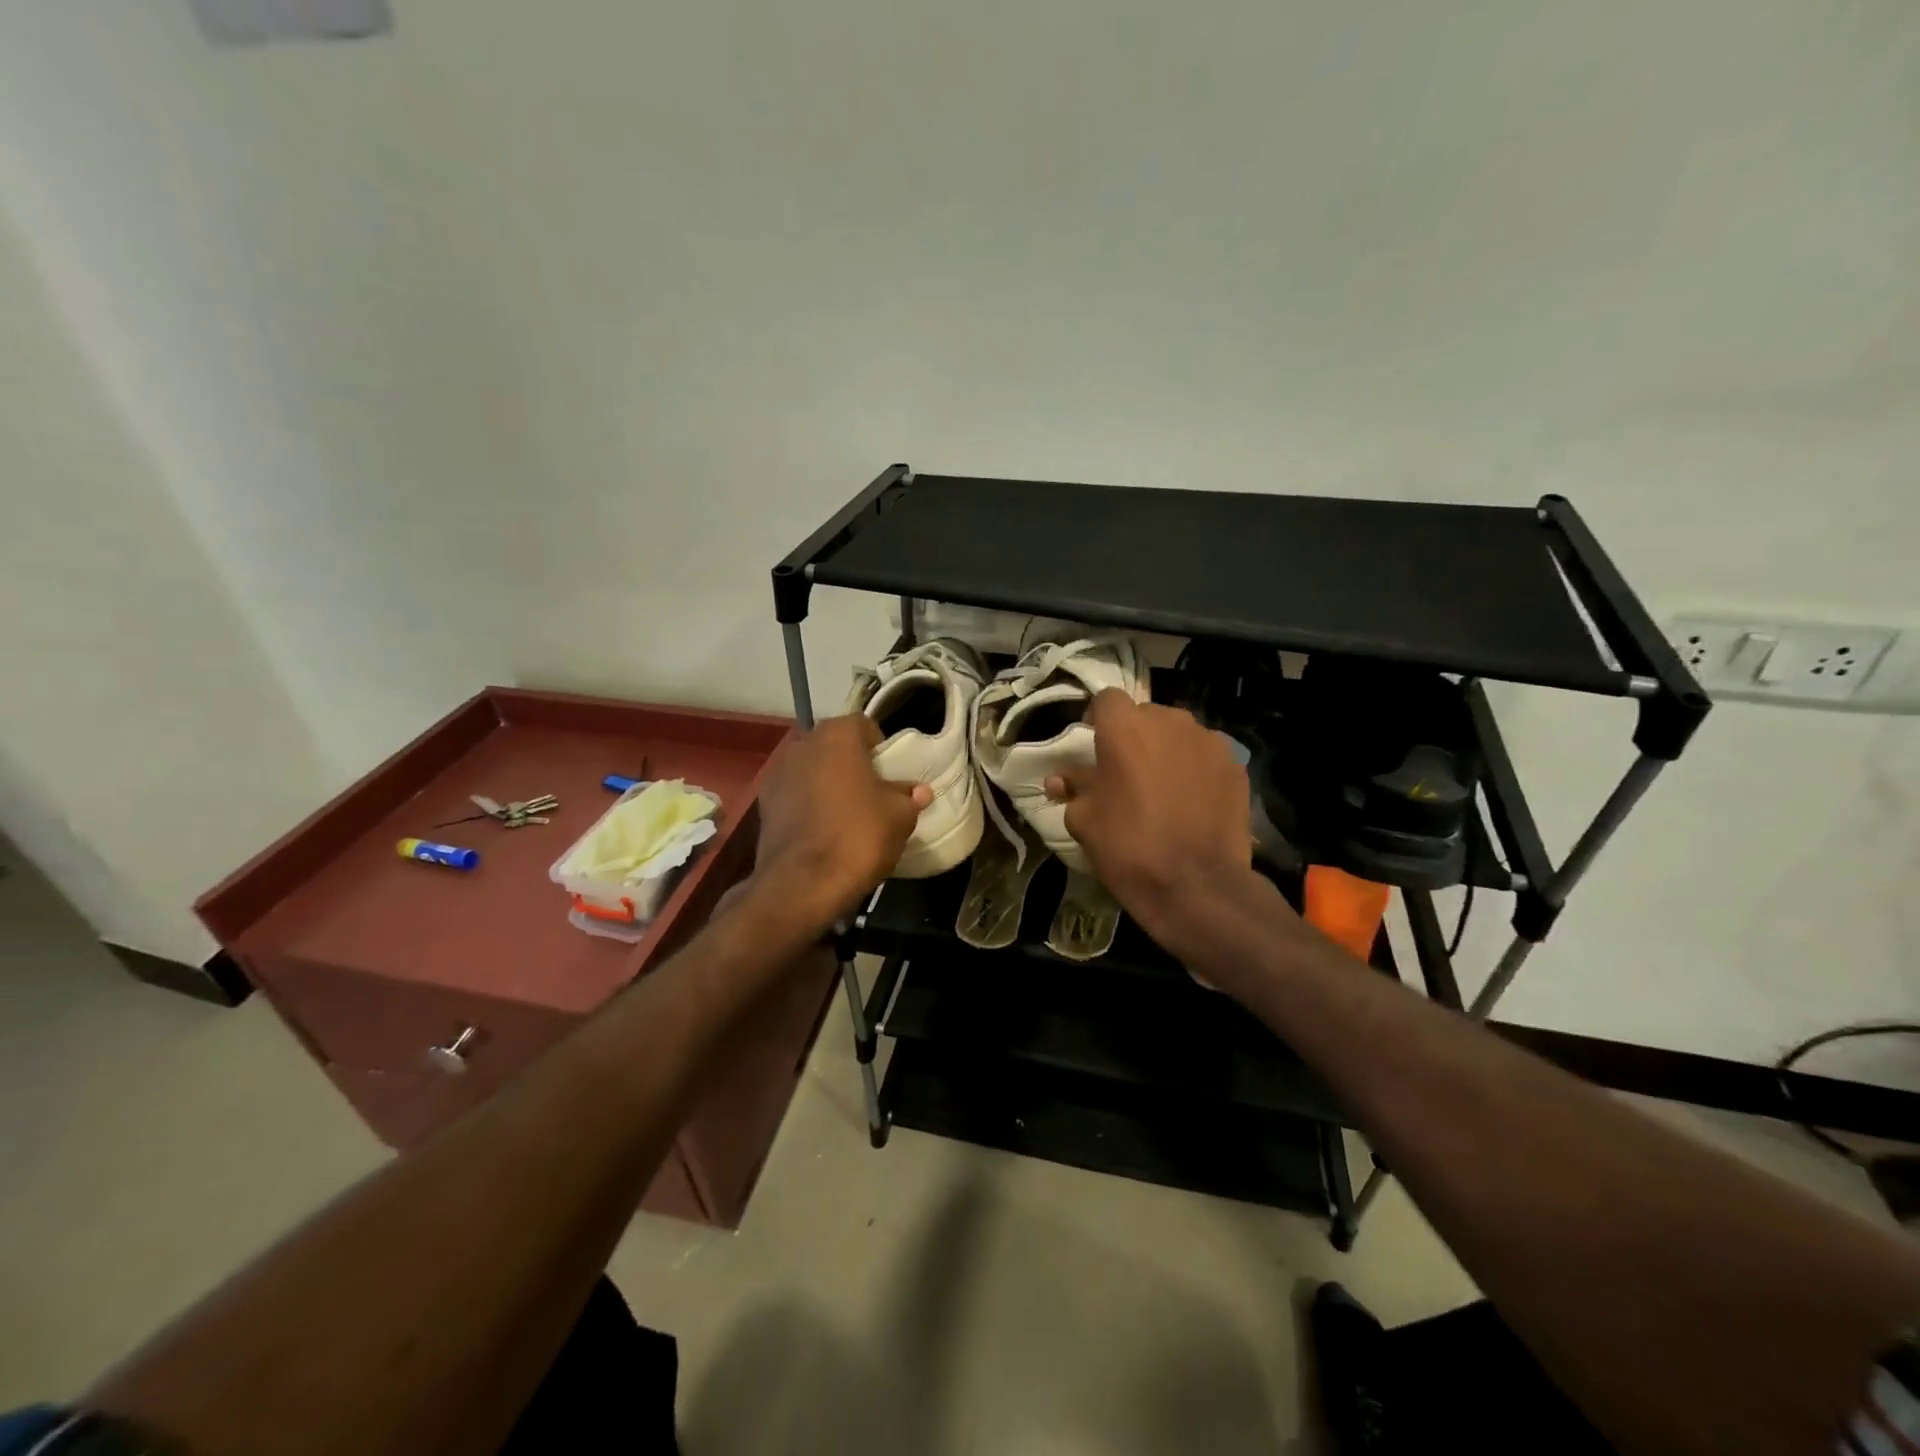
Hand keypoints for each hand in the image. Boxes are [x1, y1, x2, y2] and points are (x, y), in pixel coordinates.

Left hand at [749, 714, 929, 931]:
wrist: (802, 884)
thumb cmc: (858, 837)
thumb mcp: (899, 817)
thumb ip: (909, 797)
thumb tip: (918, 791)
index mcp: (837, 736)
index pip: (865, 726)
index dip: (881, 749)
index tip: (891, 776)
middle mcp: (803, 744)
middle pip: (835, 746)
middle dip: (853, 764)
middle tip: (872, 794)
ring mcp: (778, 773)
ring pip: (813, 770)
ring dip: (828, 783)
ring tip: (846, 815)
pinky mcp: (764, 803)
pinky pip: (796, 794)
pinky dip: (808, 804)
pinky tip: (822, 831)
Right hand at [1044, 691, 1269, 956]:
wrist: (1196, 885)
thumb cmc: (1128, 847)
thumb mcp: (1084, 820)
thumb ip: (1073, 788)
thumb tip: (1059, 779)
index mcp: (1125, 727)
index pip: (1106, 699)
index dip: (1098, 720)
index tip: (1095, 748)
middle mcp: (1169, 721)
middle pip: (1146, 715)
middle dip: (1135, 736)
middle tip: (1128, 772)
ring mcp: (1208, 741)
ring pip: (1179, 734)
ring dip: (1167, 751)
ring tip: (1164, 788)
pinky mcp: (1235, 766)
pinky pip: (1206, 756)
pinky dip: (1197, 770)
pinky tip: (1193, 802)